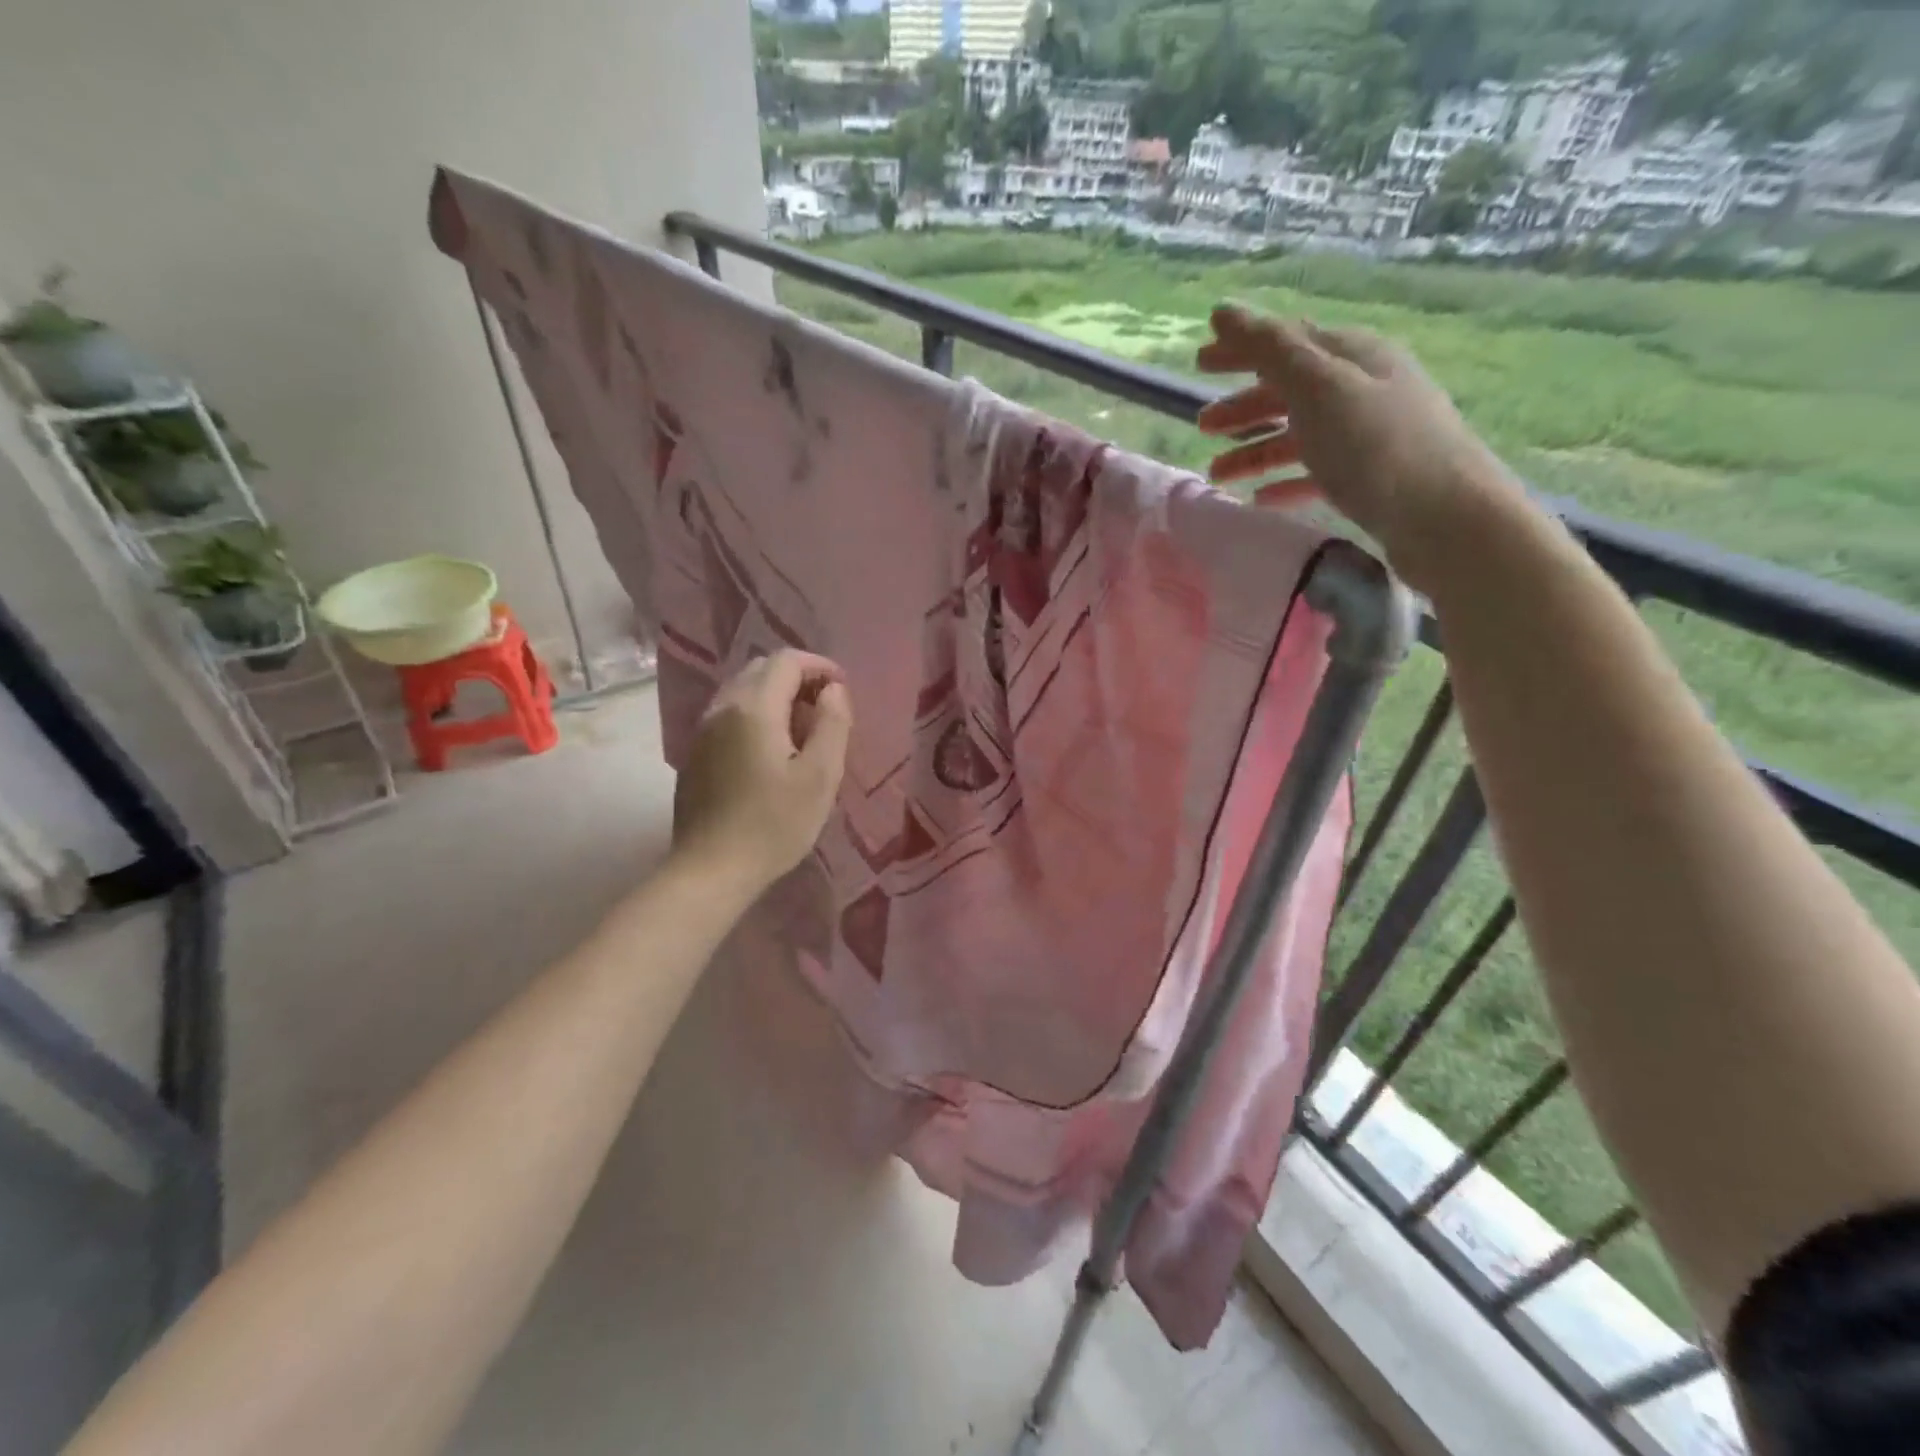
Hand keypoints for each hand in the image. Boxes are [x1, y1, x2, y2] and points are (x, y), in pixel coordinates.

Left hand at [671, 650, 852, 896]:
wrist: (710, 870)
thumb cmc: (774, 824)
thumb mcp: (820, 776)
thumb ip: (833, 723)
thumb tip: (833, 690)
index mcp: (753, 708)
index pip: (786, 660)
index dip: (819, 666)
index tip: (842, 690)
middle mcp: (722, 708)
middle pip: (761, 669)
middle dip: (798, 678)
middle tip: (826, 708)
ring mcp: (703, 731)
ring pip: (742, 691)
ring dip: (776, 696)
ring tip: (803, 729)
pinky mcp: (695, 754)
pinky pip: (730, 714)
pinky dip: (756, 714)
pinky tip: (772, 749)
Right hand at [1195, 306, 1522, 593]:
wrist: (1445, 517)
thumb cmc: (1377, 447)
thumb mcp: (1318, 388)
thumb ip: (1269, 350)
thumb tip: (1223, 312)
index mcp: (1352, 357)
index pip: (1286, 342)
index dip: (1240, 350)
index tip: (1197, 364)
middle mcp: (1362, 389)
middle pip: (1290, 390)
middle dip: (1243, 406)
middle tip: (1202, 427)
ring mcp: (1368, 436)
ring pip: (1298, 435)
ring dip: (1255, 450)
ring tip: (1218, 474)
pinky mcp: (1369, 480)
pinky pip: (1315, 473)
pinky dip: (1284, 481)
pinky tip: (1261, 498)